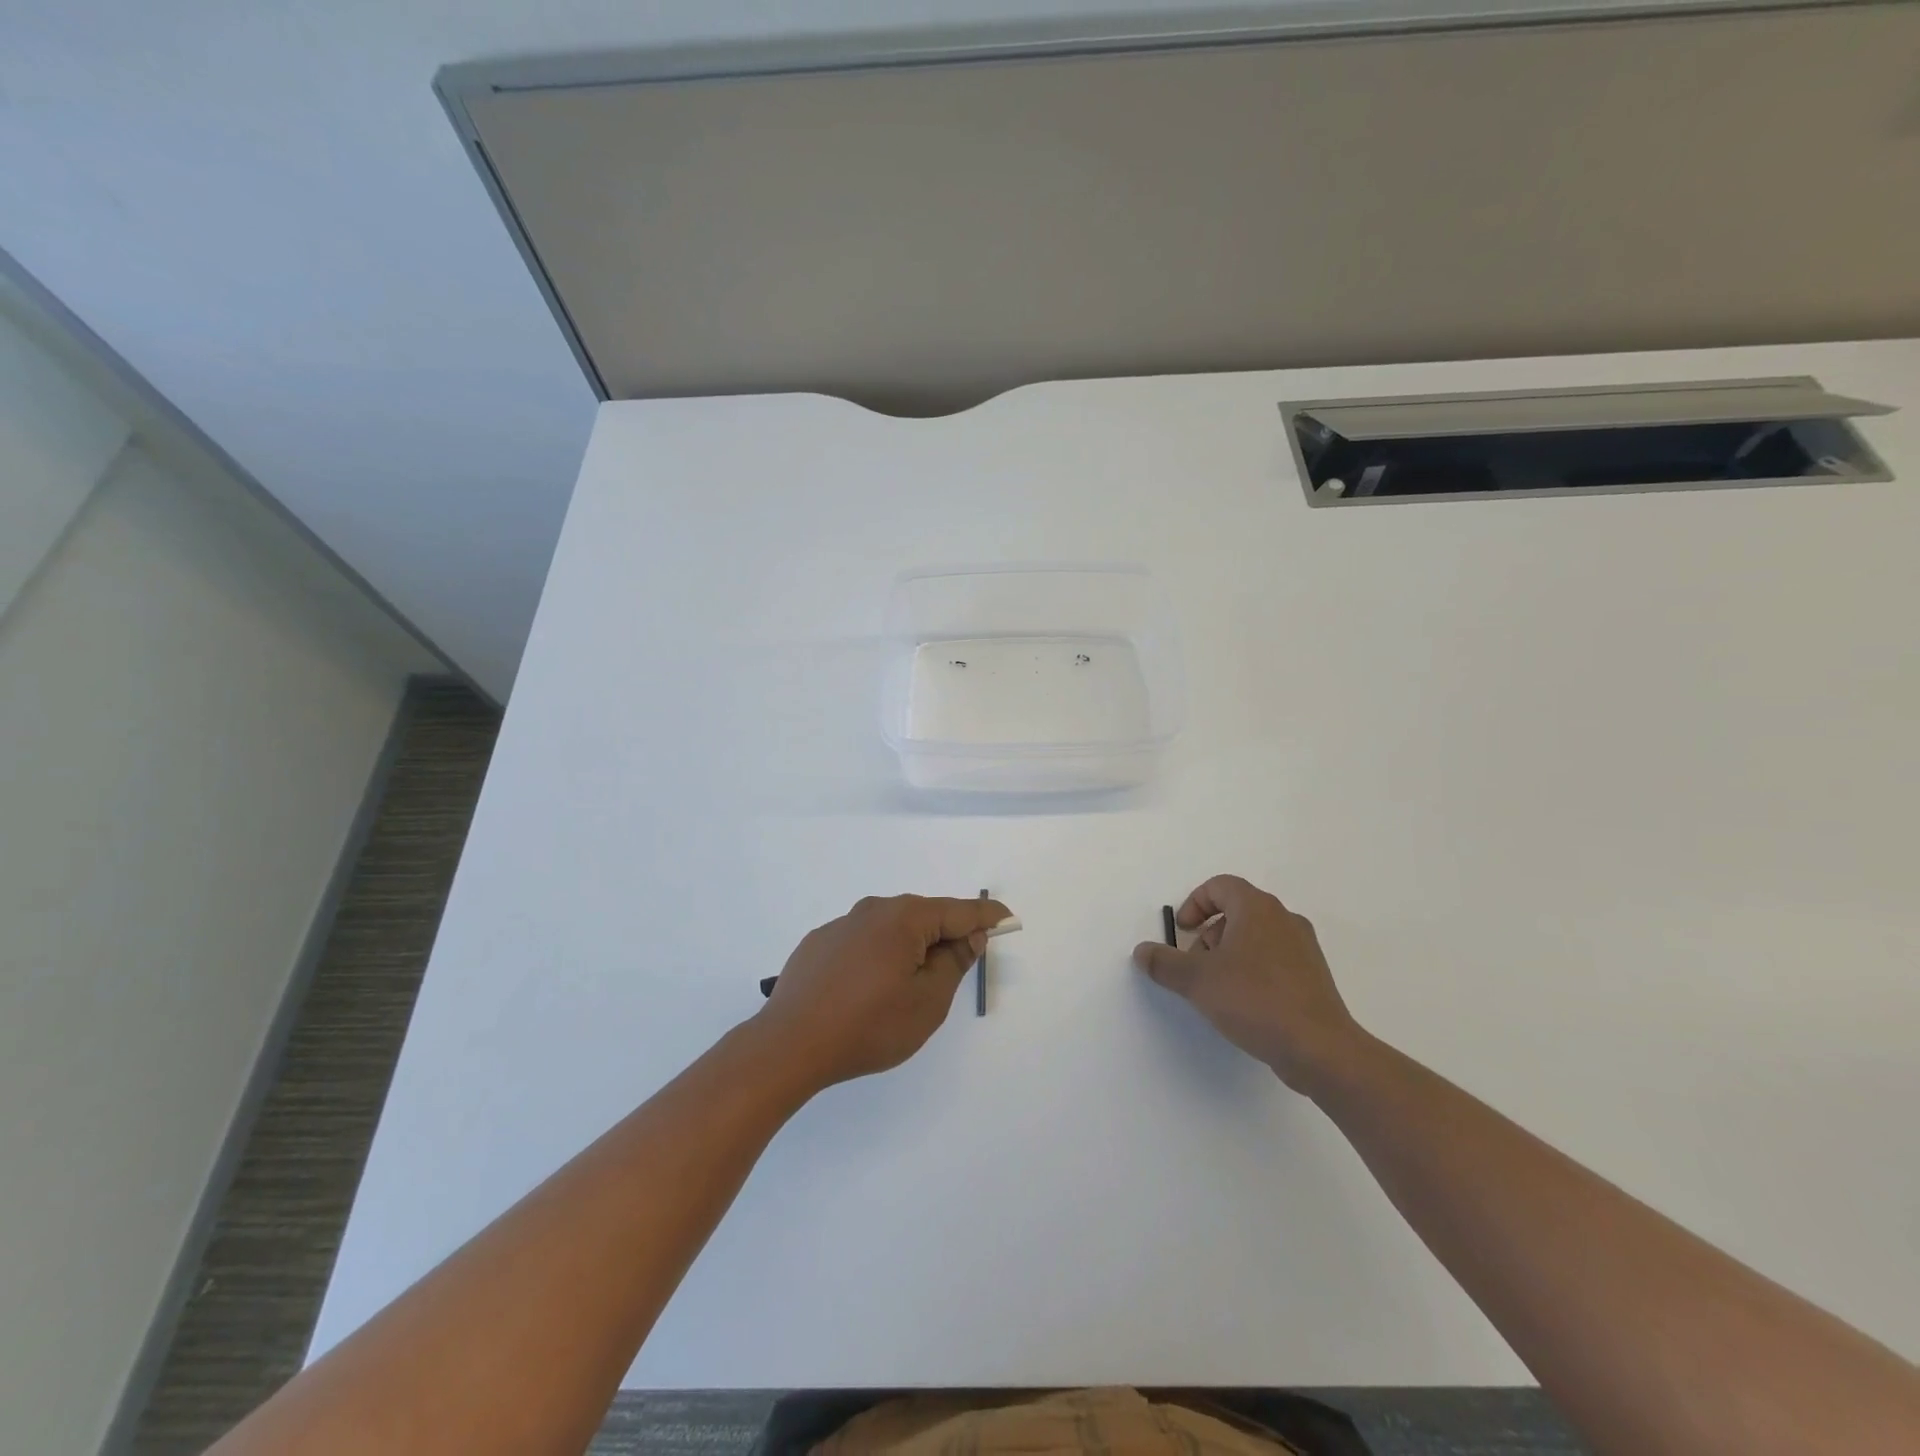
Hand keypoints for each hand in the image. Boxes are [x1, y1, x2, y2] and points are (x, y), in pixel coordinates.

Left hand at [757, 894, 1012, 1089]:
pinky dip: (880, 954)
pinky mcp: (818, 943)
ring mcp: (841, 924)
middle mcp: (873, 910)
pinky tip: (871, 987)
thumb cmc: (869, 1026)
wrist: (789, 1045)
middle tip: (963, 960)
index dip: (987, 917)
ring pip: (891, 928)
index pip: (958, 911)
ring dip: (911, 946)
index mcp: (904, 918)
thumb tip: (968, 935)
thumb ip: (953, 963)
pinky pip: (863, 941)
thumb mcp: (927, 1002)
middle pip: (924, 916)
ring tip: (913, 982)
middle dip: (947, 934)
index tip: (1008, 919)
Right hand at [1133, 875, 1363, 1093]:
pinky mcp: (1313, 977)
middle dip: (1209, 934)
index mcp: (1258, 908)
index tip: (1182, 932)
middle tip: (1197, 965)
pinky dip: (1252, 971)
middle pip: (1237, 911)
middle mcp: (1284, 919)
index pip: (1220, 886)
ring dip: (1229, 954)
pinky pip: (1274, 960)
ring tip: (1218, 989)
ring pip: (1256, 937)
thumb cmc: (1254, 1000)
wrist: (1319, 1049)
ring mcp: (1303, 948)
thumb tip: (1143, 951)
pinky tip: (1244, 1005)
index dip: (1195, 904)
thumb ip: (1165, 963)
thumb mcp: (1197, 980)